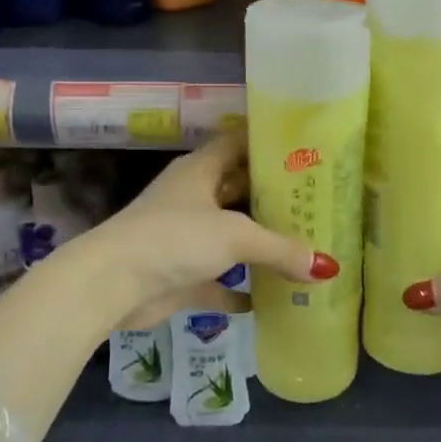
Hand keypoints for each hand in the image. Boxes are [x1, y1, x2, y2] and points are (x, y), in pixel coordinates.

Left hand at [88, 134, 335, 330]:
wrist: (112, 284)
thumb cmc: (174, 239)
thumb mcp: (235, 236)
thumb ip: (281, 249)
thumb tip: (328, 267)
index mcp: (200, 170)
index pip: (237, 143)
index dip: (267, 144)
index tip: (304, 150)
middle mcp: (192, 197)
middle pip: (238, 190)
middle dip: (272, 198)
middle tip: (316, 203)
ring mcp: (184, 236)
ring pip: (229, 235)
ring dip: (258, 243)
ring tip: (303, 246)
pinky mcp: (179, 274)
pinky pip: (217, 280)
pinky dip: (239, 288)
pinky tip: (268, 298)